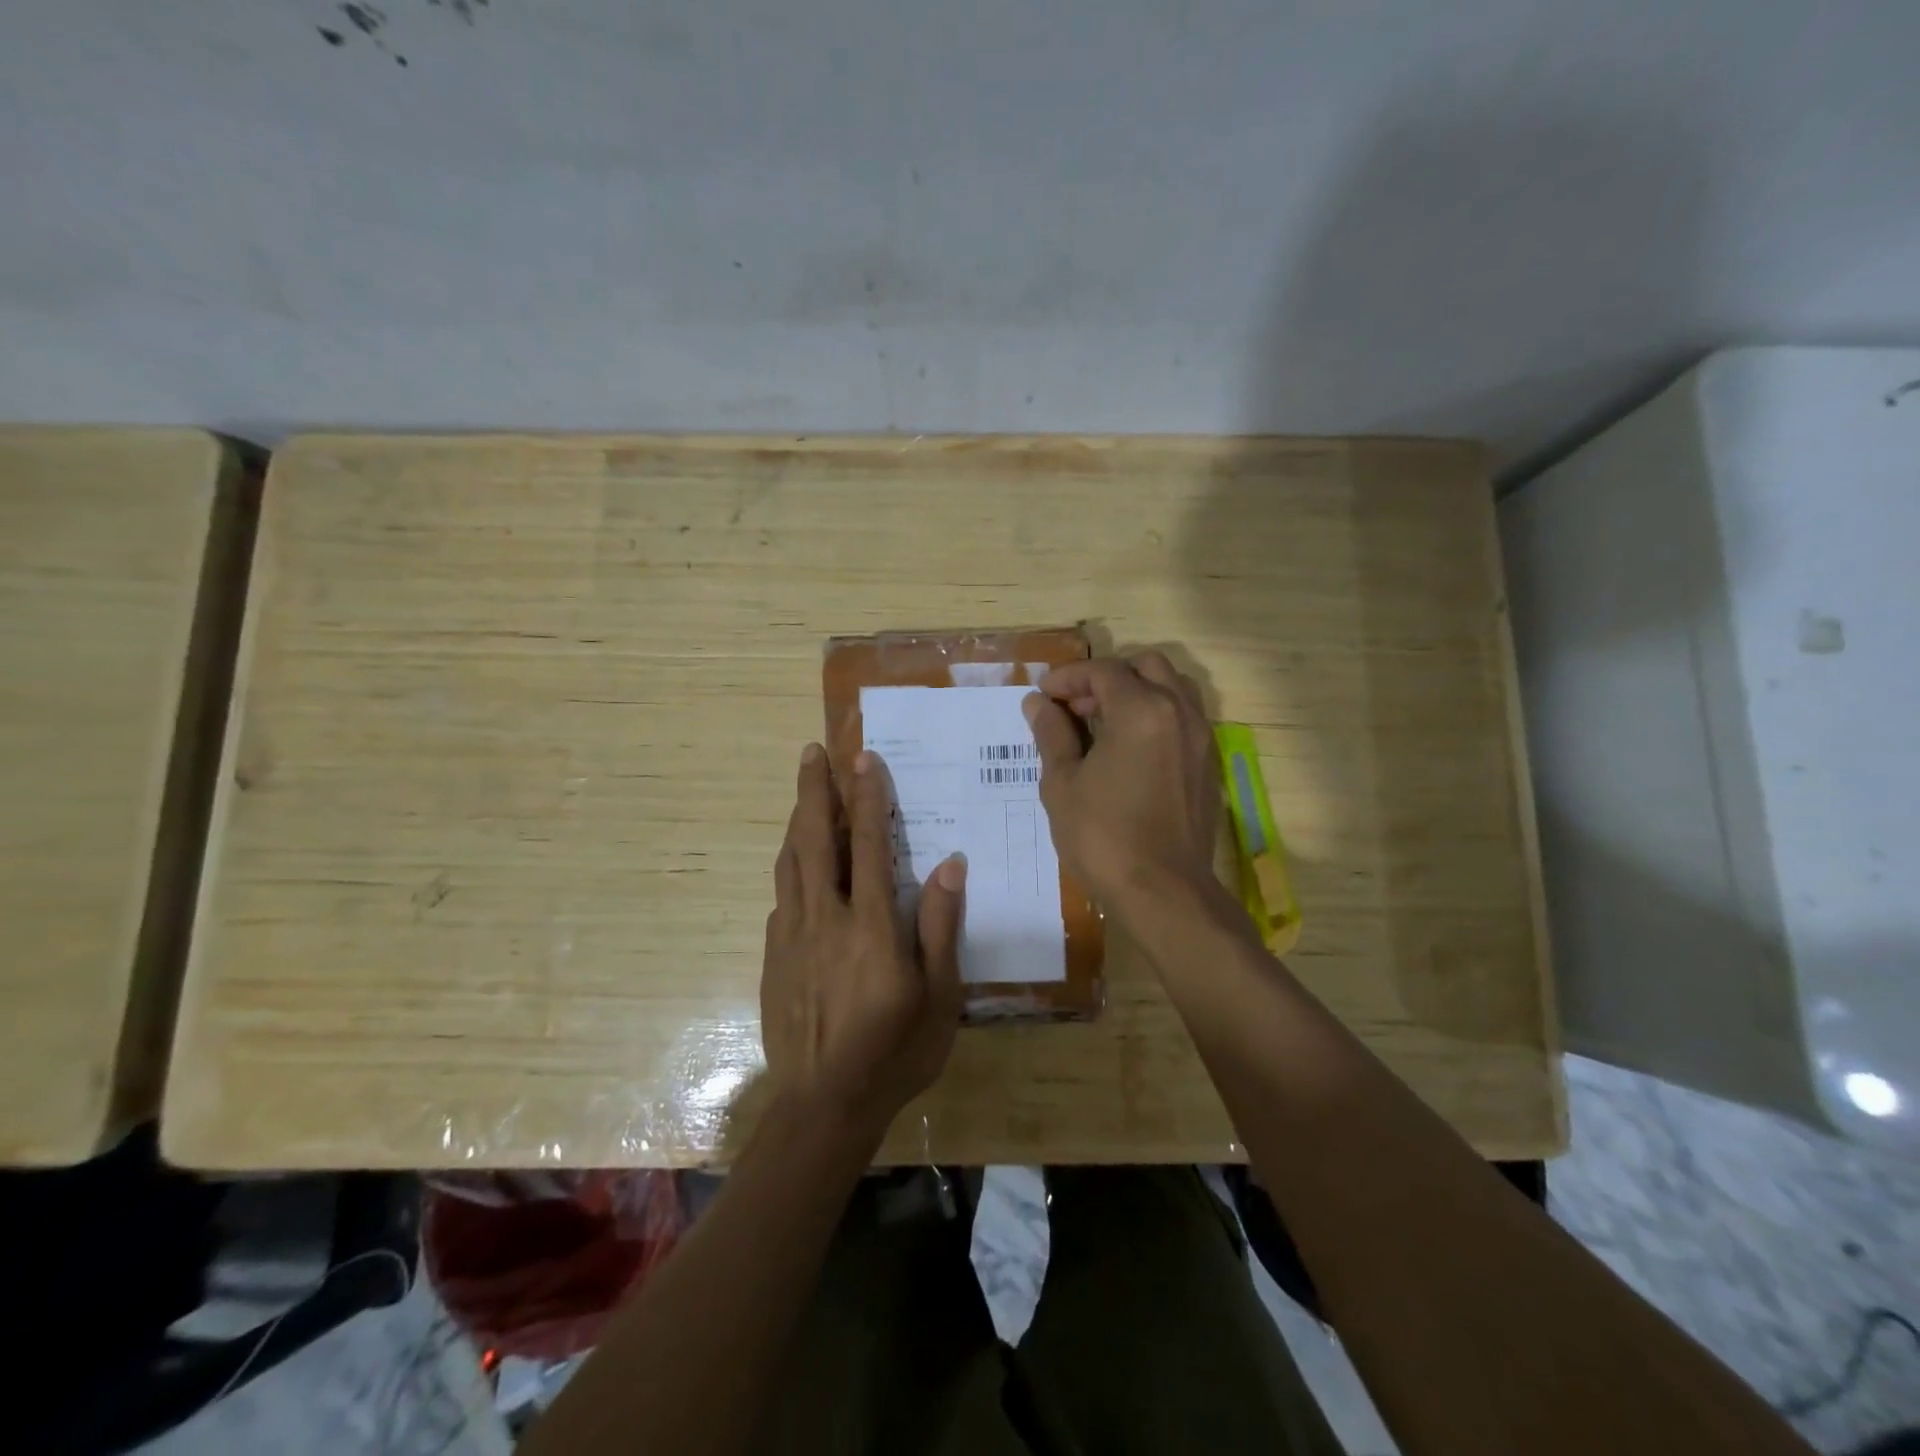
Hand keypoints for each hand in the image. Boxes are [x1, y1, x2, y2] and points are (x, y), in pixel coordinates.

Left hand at [760, 743, 965, 1135]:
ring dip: (798, 821)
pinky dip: (791, 867)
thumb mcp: (940, 996)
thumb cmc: (895, 1052)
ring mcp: (791, 936)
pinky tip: (798, 865)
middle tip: (812, 752)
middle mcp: (825, 919)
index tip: (864, 758)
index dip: (867, 798)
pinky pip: (781, 897)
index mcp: (871, 926)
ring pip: (791, 863)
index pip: (869, 845)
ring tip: (804, 791)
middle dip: (814, 791)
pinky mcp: (773, 956)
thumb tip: (951, 864)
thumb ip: (941, 927)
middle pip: (815, 840)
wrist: (825, 1105)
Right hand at [1025, 651, 1220, 918]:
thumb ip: (1052, 734)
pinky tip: (1129, 750)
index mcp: (1141, 710)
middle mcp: (1179, 712)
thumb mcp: (1063, 783)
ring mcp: (1201, 738)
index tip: (1044, 697)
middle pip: (1146, 666)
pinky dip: (1156, 715)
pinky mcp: (1208, 764)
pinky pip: (1184, 718)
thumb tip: (1038, 703)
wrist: (1163, 891)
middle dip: (1107, 678)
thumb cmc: (1103, 836)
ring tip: (1104, 724)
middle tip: (1076, 707)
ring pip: (1172, 688)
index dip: (1069, 678)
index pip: (1104, 672)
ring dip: (1137, 692)